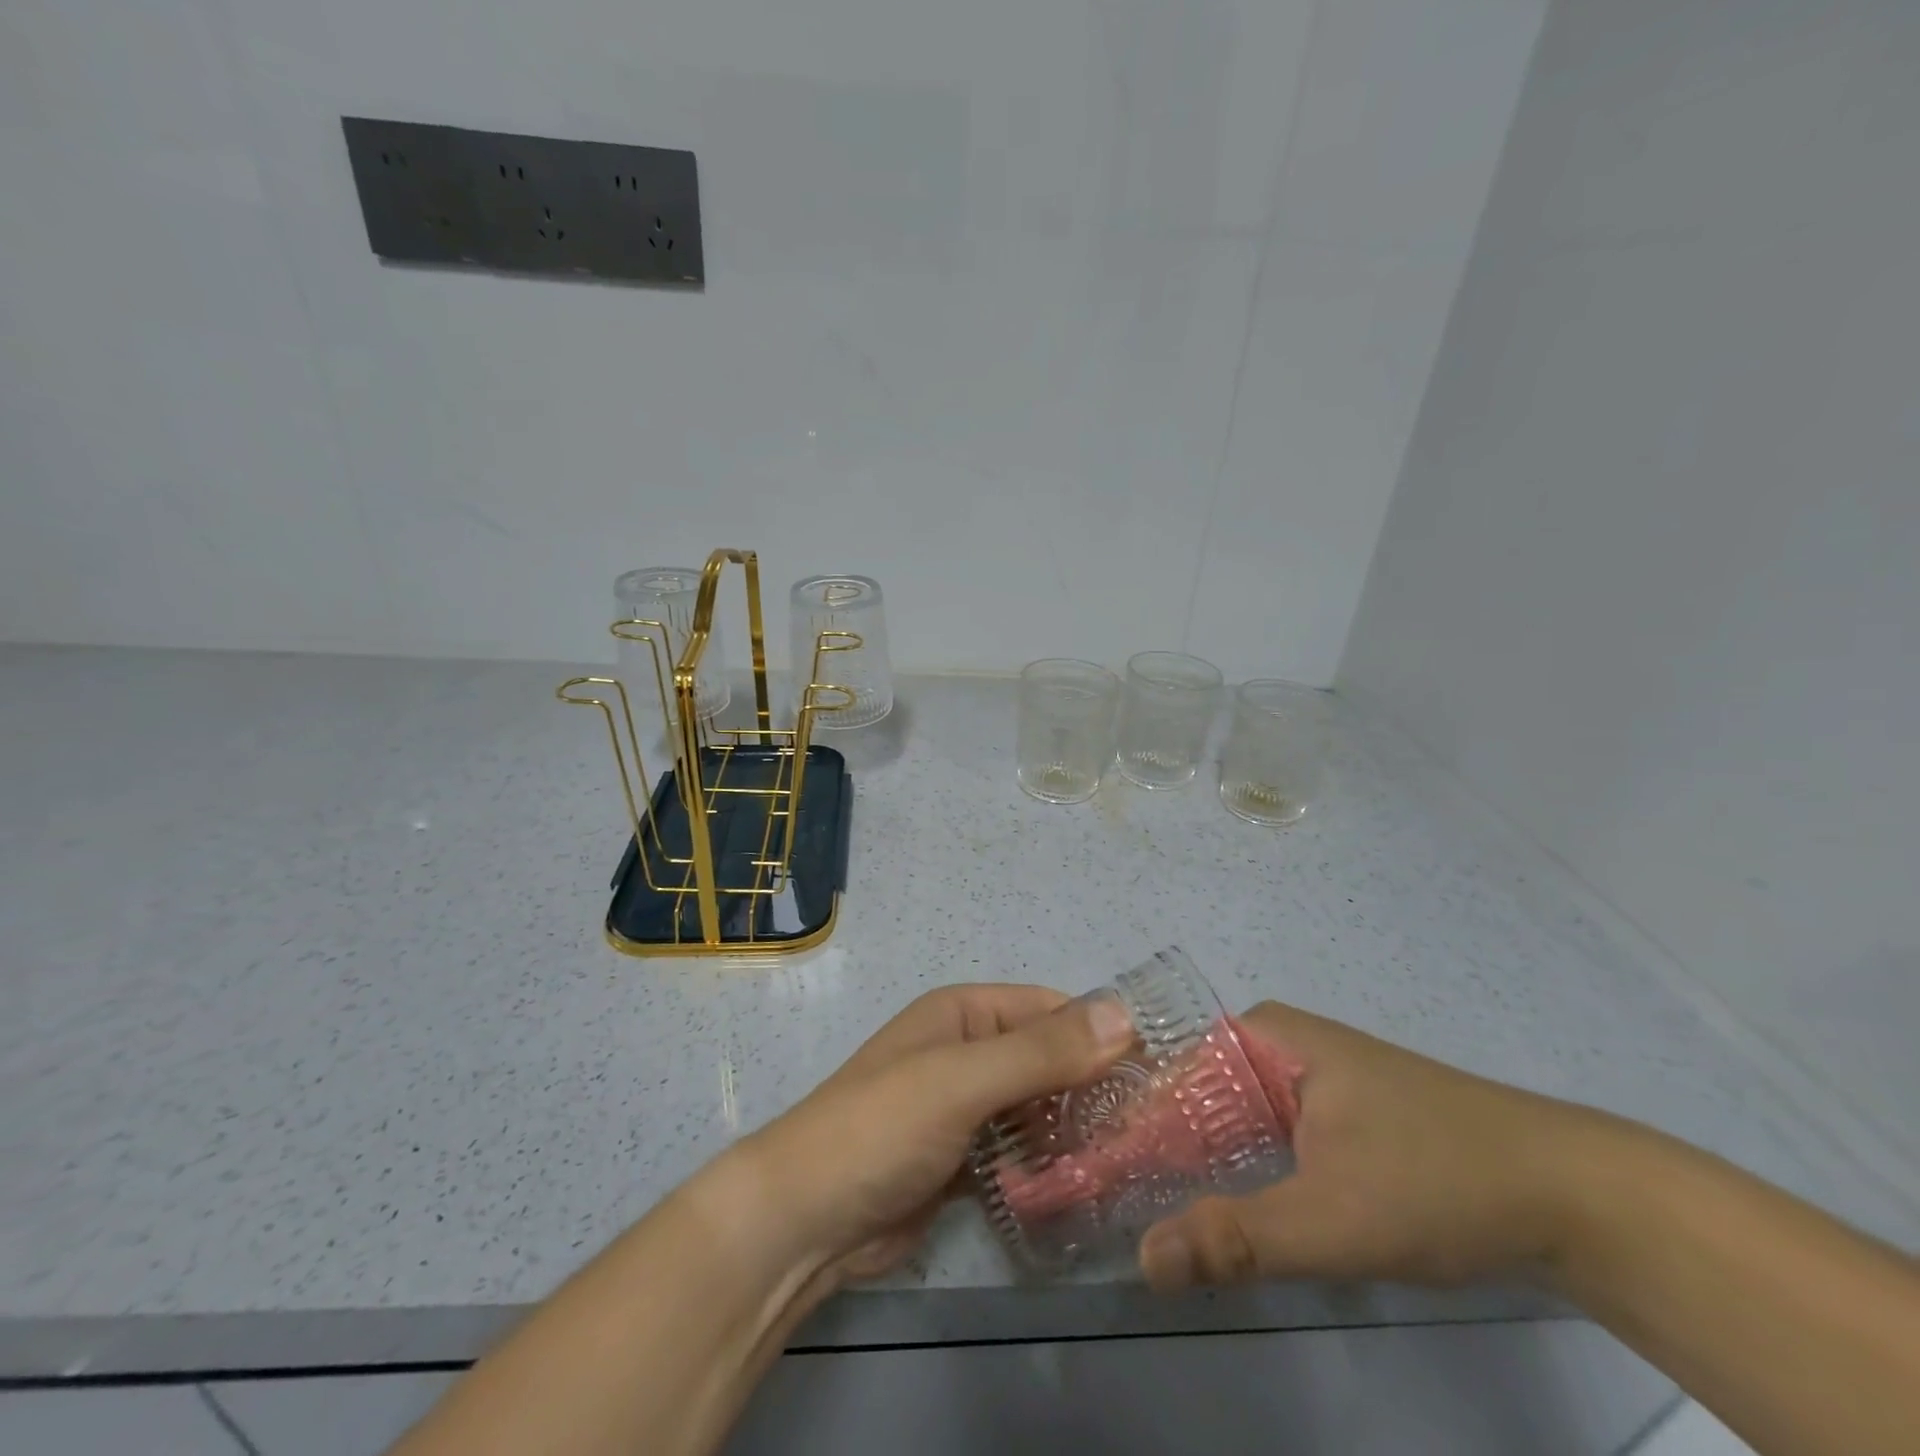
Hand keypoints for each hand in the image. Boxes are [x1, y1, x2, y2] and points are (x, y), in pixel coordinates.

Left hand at [729, 984, 1134, 1286]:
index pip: (1050, 1009)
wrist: (804, 1221)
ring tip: (1135, 1160)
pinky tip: (1087, 1186)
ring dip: (1074, 1129)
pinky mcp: (961, 1160)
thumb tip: (1125, 1015)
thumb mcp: (962, 1080)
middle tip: (1157, 1128)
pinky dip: (1048, 1163)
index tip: (1160, 1072)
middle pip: (1046, 1059)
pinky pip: (1018, 1151)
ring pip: (1036, 1108)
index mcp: (964, 1013)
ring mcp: (963, 1108)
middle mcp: (966, 1051)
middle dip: (1092, 1087)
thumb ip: (1042, 1052)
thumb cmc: (881, 1128)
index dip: (1102, 1033)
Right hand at [1140, 1001, 1609, 1291]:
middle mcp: (1274, 1046)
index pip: (1167, 1069)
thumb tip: (1140, 1259)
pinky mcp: (1330, 1119)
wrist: (1575, 1199)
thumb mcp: (1334, 1216)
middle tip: (1103, 1201)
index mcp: (1262, 1035)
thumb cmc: (1442, 1179)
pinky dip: (1232, 1174)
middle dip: (1149, 1146)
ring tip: (1135, 1210)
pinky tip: (1210, 1215)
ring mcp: (1304, 1082)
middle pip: (1189, 1094)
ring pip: (1223, 1121)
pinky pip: (1258, 1140)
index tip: (1085, 1171)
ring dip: (1188, 1165)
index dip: (1124, 1119)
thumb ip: (1236, 1237)